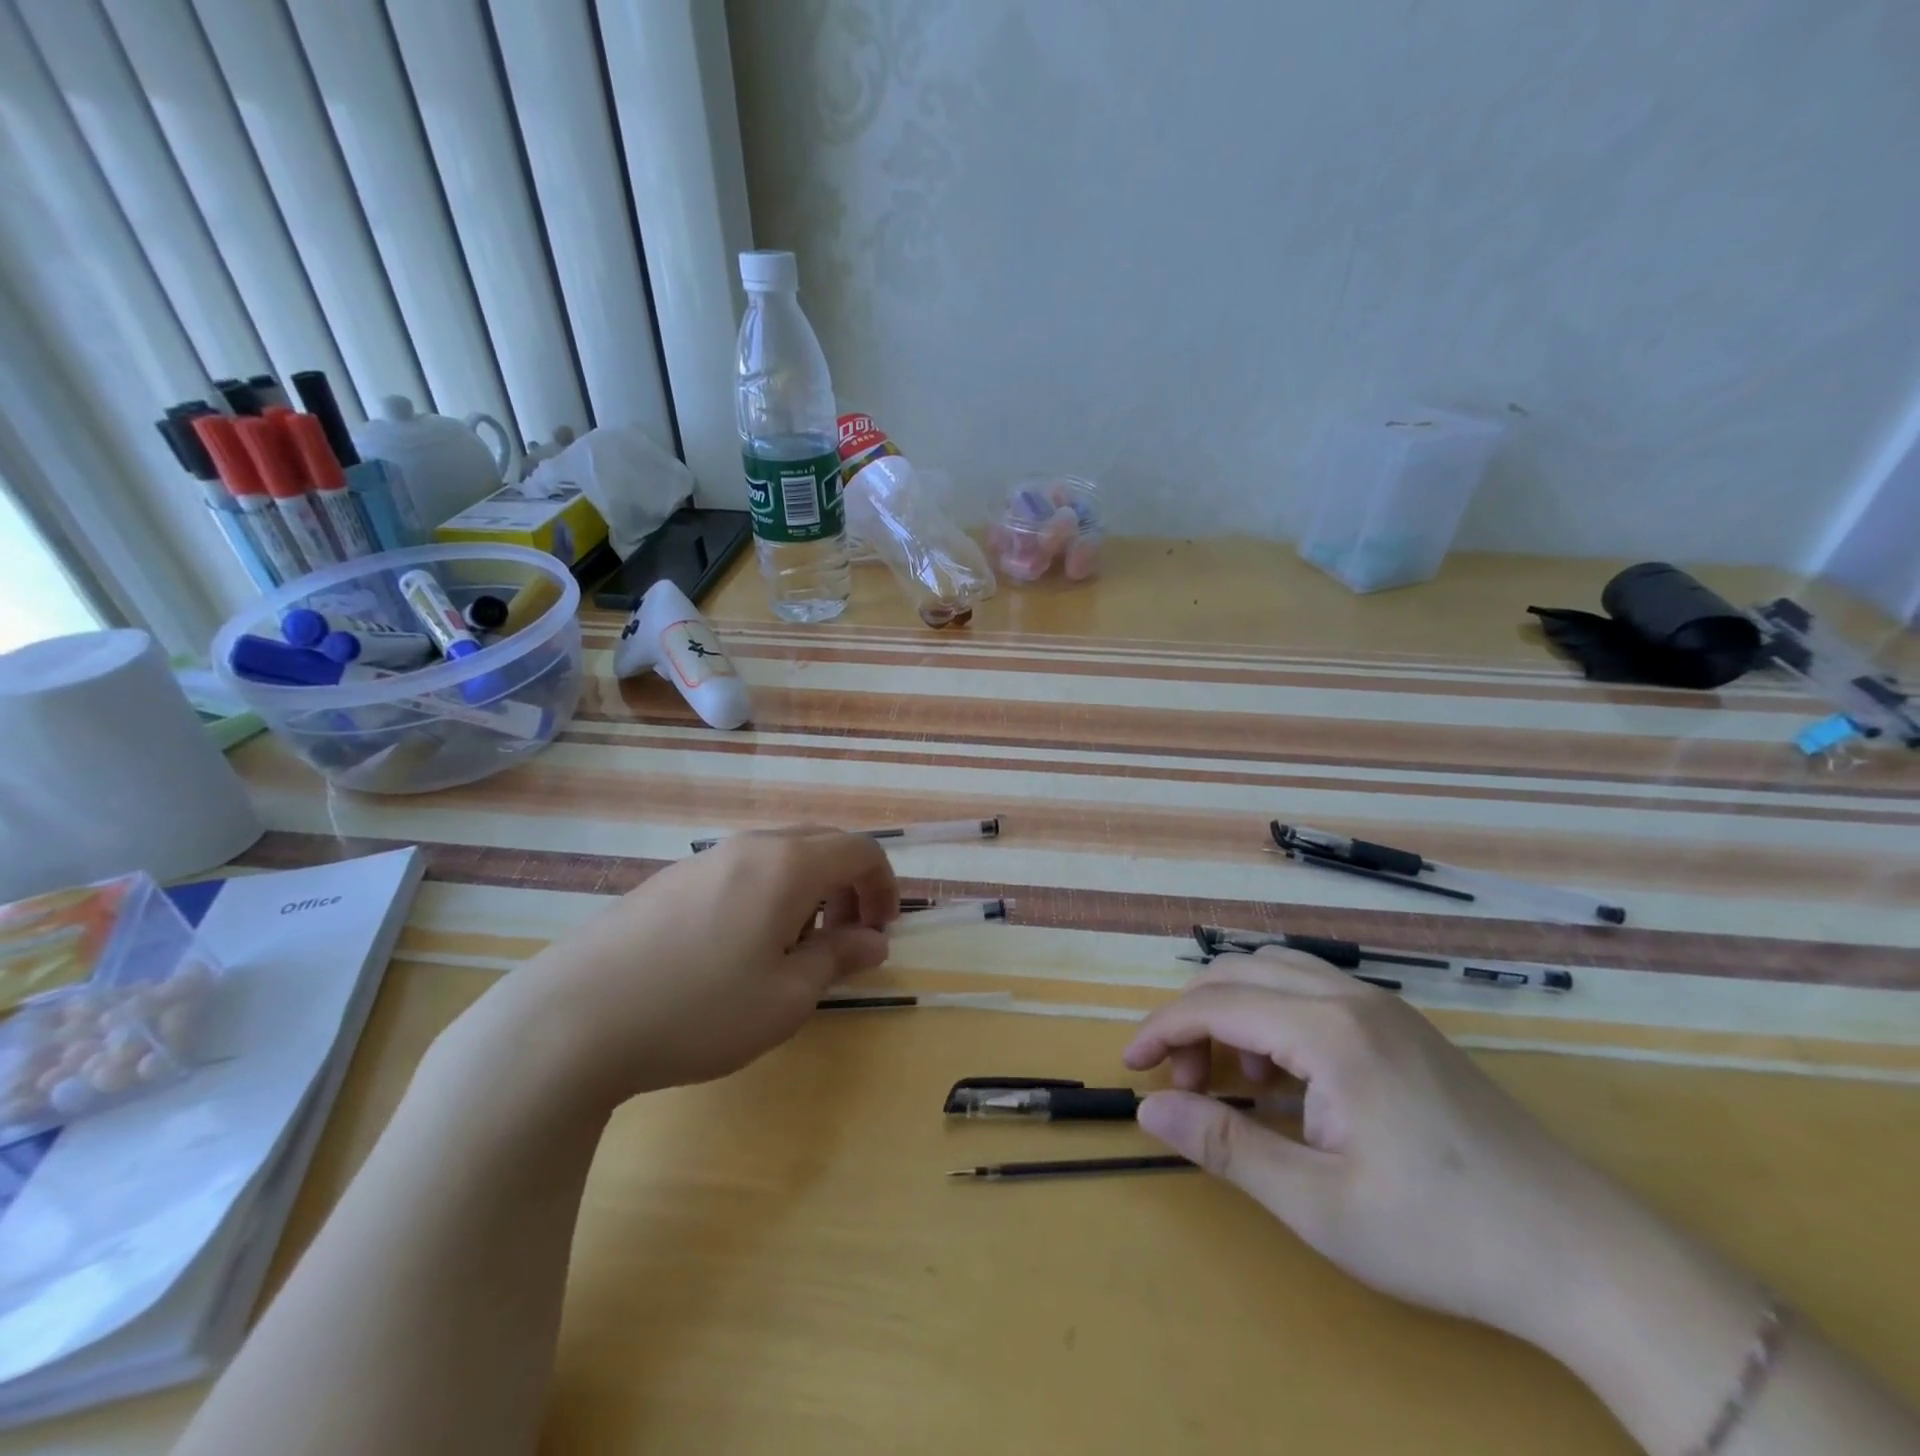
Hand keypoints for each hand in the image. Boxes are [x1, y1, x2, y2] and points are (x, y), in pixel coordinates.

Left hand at [450, 827, 897, 1113]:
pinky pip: (740, 872)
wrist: (572, 1020)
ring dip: (807, 892)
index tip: (881, 933)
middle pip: (821, 845)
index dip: (884, 886)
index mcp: (787, 864)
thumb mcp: (786, 997)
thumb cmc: (699, 1010)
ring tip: (793, 951)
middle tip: (844, 940)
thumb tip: (874, 941)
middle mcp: (749, 846)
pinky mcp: (668, 881)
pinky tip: (739, 951)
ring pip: (779, 857)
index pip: (860, 849)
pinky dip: (766, 897)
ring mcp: (703, 859)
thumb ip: (838, 959)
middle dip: (847, 886)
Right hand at [1122, 949, 1668, 1350]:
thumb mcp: (1317, 1205)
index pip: (1215, 1004)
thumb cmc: (1441, 1235)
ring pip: (1278, 973)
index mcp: (1329, 1031)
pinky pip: (1315, 993)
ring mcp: (1385, 1008)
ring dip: (1235, 1011)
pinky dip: (1276, 1018)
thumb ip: (1225, 1146)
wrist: (1585, 1257)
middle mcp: (1352, 998)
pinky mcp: (1404, 1028)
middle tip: (1185, 1083)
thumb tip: (1148, 1110)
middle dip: (1194, 1017)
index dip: (1162, 1030)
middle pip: (1241, 972)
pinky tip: (1288, 1081)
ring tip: (1234, 1080)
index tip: (1130, 1066)